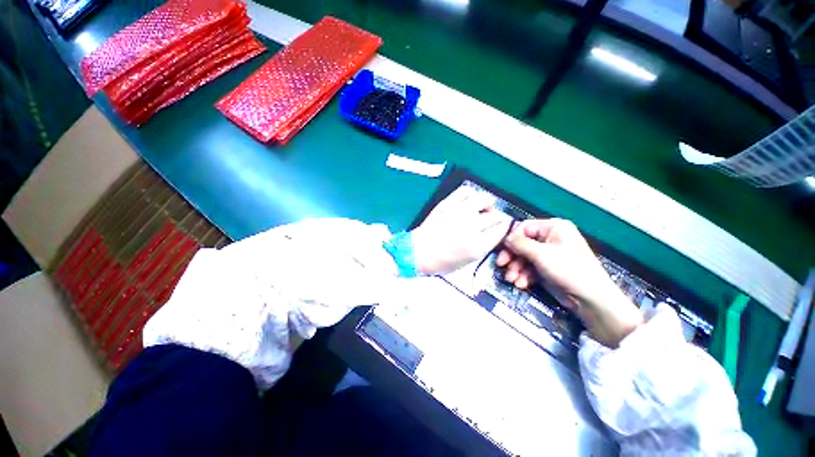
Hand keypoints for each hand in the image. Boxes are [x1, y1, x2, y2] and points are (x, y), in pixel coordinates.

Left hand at [410, 185, 512, 274]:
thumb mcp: (470, 259)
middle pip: (495, 215)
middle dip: (496, 218)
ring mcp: (458, 212)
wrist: (419, 251)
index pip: (501, 229)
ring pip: (484, 199)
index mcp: (477, 245)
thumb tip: (498, 227)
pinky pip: (466, 191)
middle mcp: (470, 226)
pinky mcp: (447, 203)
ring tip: (480, 209)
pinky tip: (468, 202)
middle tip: (489, 220)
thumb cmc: (444, 260)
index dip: (503, 227)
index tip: (501, 226)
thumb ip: (487, 243)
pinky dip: (471, 195)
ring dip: (486, 205)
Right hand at [497, 219, 641, 346]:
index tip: (502, 251)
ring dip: (516, 269)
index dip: (512, 239)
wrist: (590, 299)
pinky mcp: (547, 268)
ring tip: (512, 280)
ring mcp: (548, 254)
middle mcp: (550, 238)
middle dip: (512, 257)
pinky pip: (530, 268)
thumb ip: (520, 244)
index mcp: (554, 228)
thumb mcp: (541, 254)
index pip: (524, 228)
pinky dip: (524, 275)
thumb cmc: (569, 269)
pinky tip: (521, 284)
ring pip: (524, 257)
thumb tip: (505, 238)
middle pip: (522, 244)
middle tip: (502, 266)